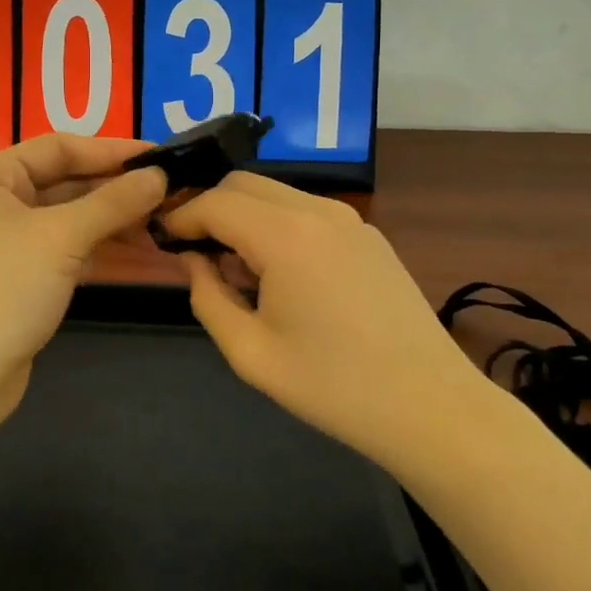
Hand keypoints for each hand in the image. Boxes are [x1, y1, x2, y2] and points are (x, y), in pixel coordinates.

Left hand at [0, 134, 167, 431]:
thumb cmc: (0, 292)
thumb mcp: (60, 238)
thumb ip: (112, 202)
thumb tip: (160, 176)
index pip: (57, 147)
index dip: (111, 149)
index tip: (161, 157)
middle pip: (63, 180)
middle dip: (115, 187)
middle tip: (170, 191)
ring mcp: (1, 242)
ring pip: (66, 217)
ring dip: (111, 217)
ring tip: (162, 222)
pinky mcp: (15, 277)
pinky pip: (63, 247)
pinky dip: (97, 245)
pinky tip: (137, 247)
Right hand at [161, 173, 475, 464]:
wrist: (429, 406)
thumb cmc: (332, 386)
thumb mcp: (250, 352)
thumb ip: (207, 297)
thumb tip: (193, 260)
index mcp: (286, 235)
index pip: (215, 201)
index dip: (181, 216)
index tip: (161, 240)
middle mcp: (319, 210)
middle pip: (245, 184)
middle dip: (211, 208)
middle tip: (194, 253)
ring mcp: (351, 220)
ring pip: (277, 194)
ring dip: (246, 217)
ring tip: (238, 271)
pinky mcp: (370, 236)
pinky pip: (308, 212)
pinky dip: (279, 226)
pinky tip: (282, 275)